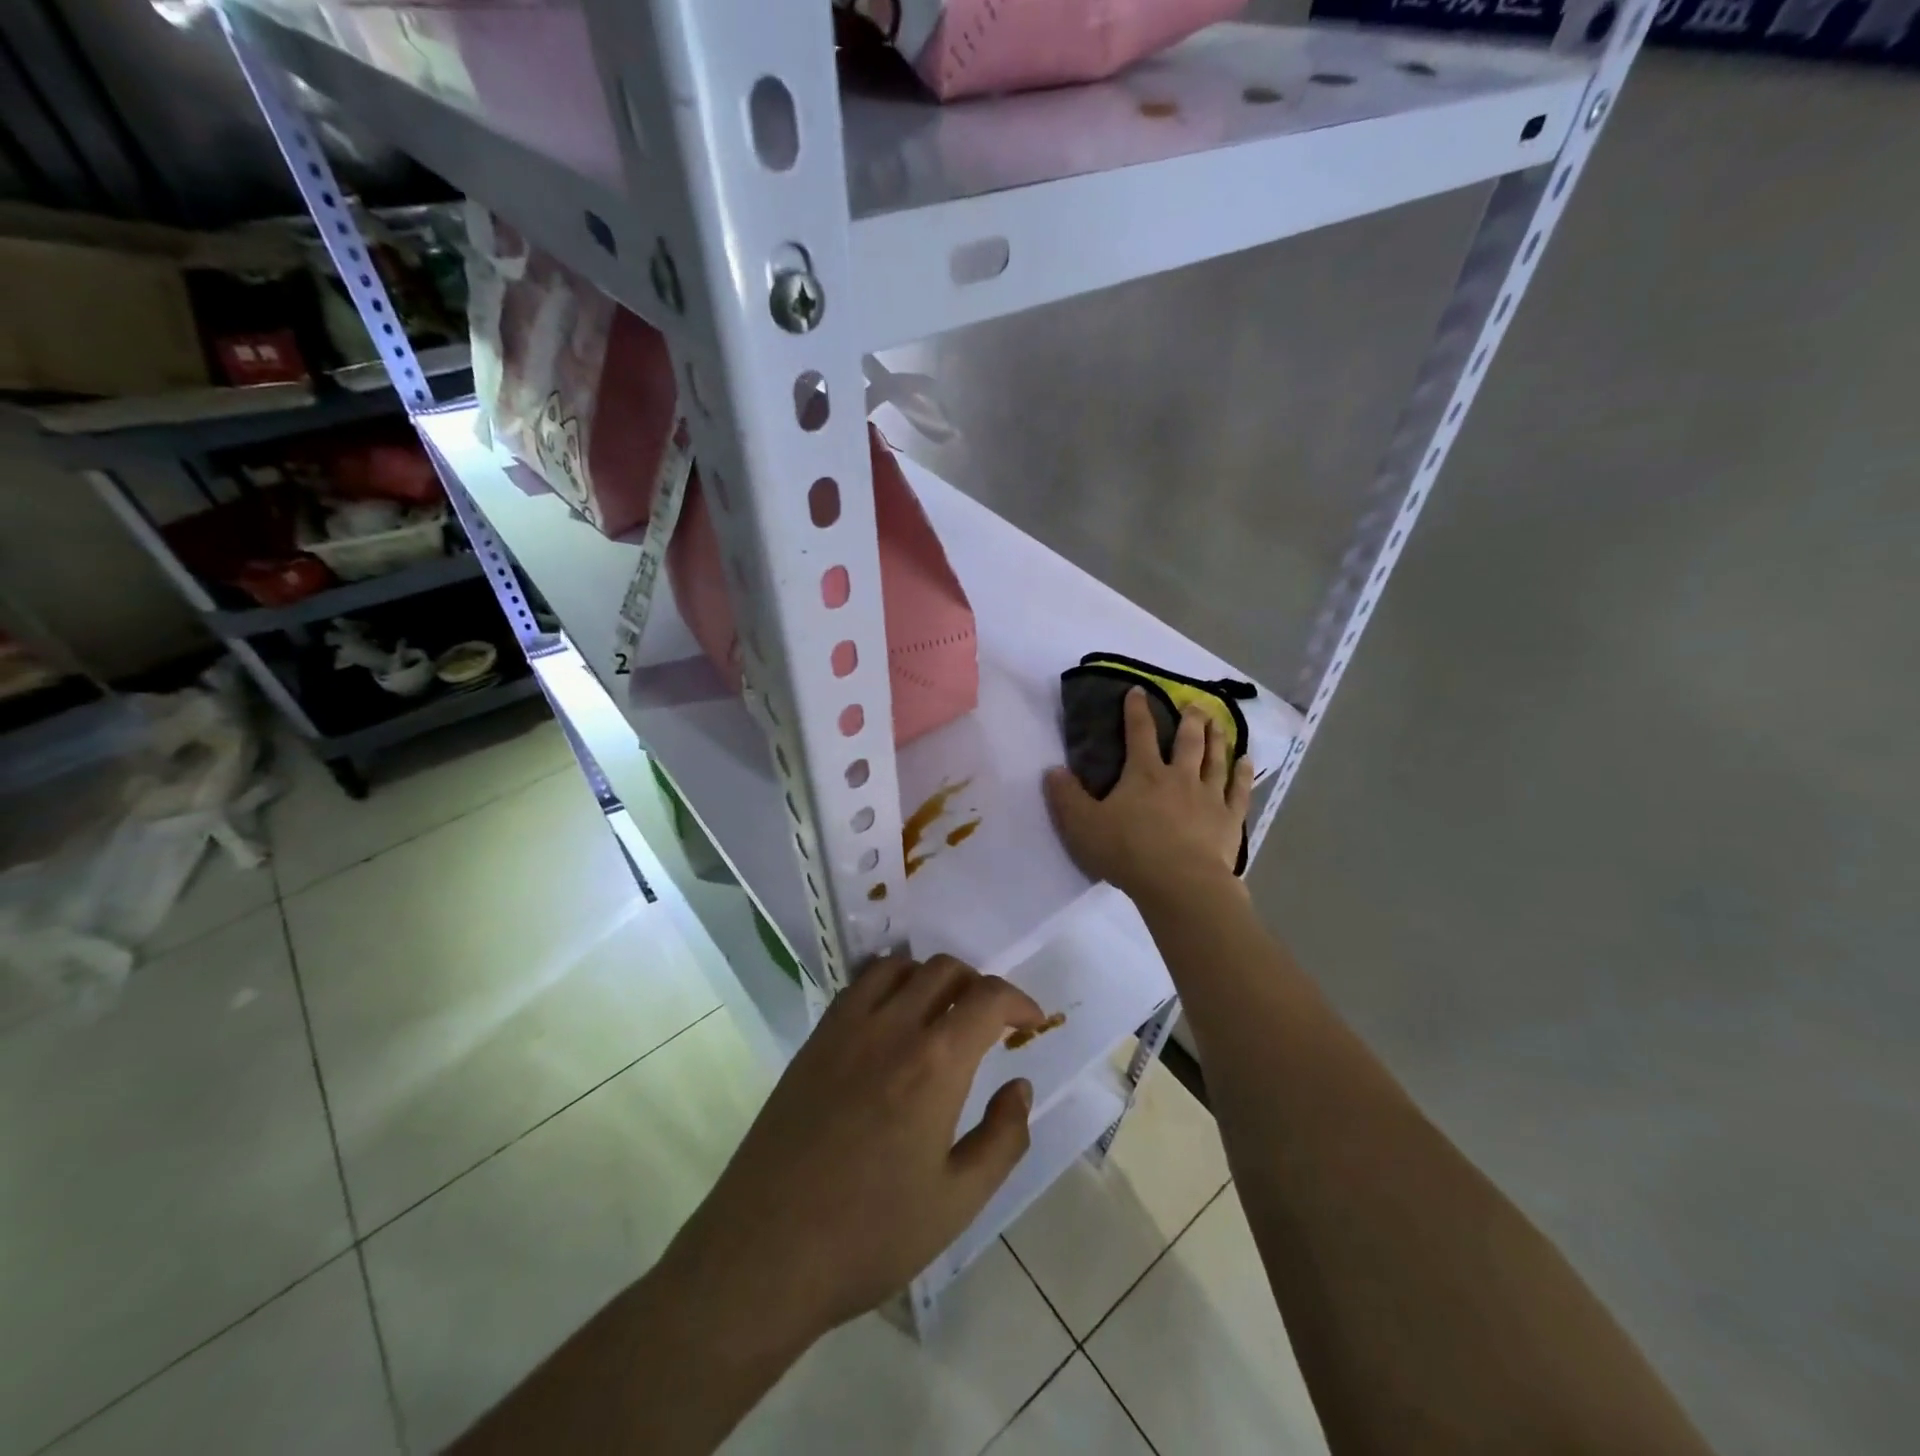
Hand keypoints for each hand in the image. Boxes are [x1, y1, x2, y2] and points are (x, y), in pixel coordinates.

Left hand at [660, 955, 1042, 1350]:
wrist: (765, 1253)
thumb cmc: (870, 1235)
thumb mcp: (957, 1202)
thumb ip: (1003, 1138)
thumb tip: (1019, 1086)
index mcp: (935, 1063)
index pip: (988, 997)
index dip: (1019, 1001)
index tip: (1031, 1022)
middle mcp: (892, 1027)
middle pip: (945, 969)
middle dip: (978, 986)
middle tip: (988, 1024)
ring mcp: (846, 1027)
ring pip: (900, 966)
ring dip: (931, 978)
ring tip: (940, 1015)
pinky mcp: (815, 1039)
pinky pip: (859, 984)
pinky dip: (888, 983)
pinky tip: (891, 1022)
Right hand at [1044, 686, 1252, 904]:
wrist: (1179, 883)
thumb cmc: (1128, 852)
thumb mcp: (1083, 825)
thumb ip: (1066, 797)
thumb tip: (1053, 771)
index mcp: (1144, 774)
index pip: (1139, 733)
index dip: (1137, 710)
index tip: (1138, 691)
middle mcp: (1180, 777)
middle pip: (1187, 741)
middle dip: (1189, 719)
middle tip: (1194, 704)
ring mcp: (1209, 797)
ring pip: (1215, 759)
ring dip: (1217, 738)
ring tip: (1218, 723)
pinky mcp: (1229, 820)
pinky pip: (1239, 790)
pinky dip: (1243, 774)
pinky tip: (1247, 761)